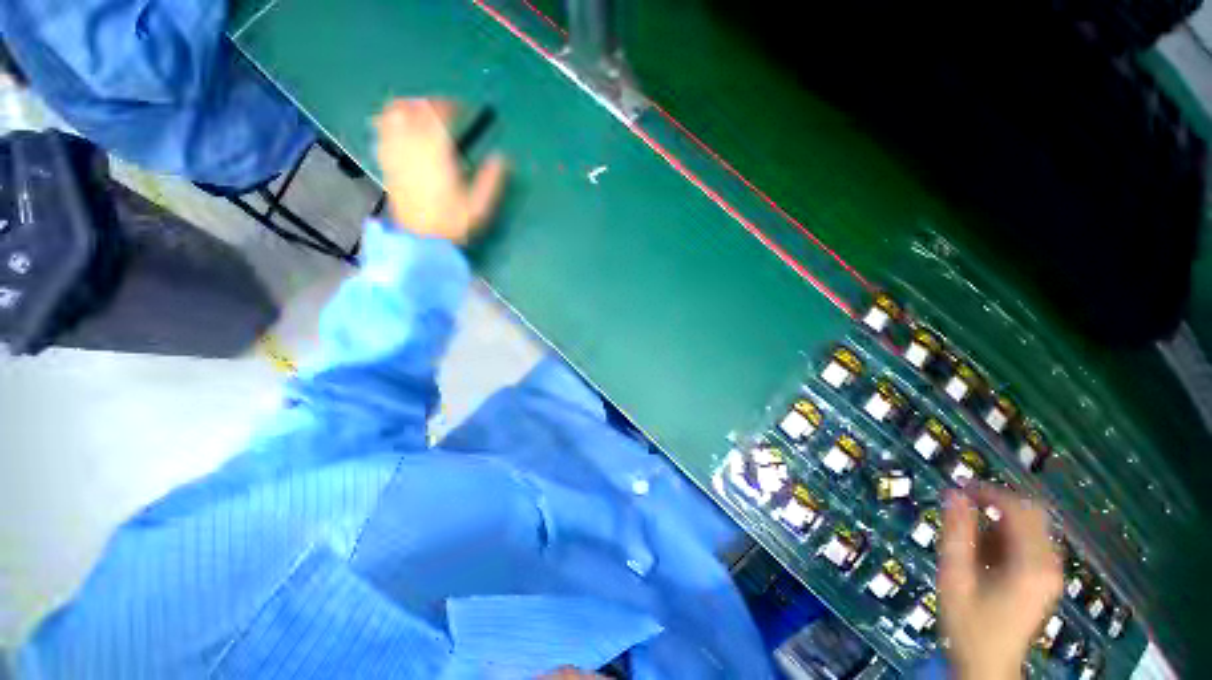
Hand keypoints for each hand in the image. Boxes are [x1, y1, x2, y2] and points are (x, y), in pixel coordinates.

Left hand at [374, 98, 507, 243]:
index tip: (461, 110)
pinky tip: (399, 125)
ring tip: (420, 111)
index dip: (450, 107)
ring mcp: (397, 155)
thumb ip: (491, 181)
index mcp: (438, 156)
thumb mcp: (480, 207)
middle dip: (430, 103)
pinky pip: (381, 131)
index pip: (439, 116)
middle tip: (443, 109)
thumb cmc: (453, 225)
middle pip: (415, 109)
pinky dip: (389, 120)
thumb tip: (502, 159)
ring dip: (408, 106)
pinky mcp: (387, 164)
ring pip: (394, 115)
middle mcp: (413, 149)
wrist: (423, 241)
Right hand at [939, 486, 1062, 679]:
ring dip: (1000, 521)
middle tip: (962, 505)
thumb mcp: (954, 576)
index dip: (988, 492)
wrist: (988, 665)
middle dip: (996, 503)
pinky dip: (1006, 536)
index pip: (1019, 509)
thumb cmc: (968, 623)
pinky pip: (1031, 542)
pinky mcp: (1046, 579)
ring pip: (1031, 527)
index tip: (958, 487)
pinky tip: (984, 552)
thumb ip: (956, 533)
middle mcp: (1050, 564)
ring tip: (969, 536)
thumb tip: (953, 493)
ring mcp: (1051, 573)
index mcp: (1031, 564)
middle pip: (1031, 514)